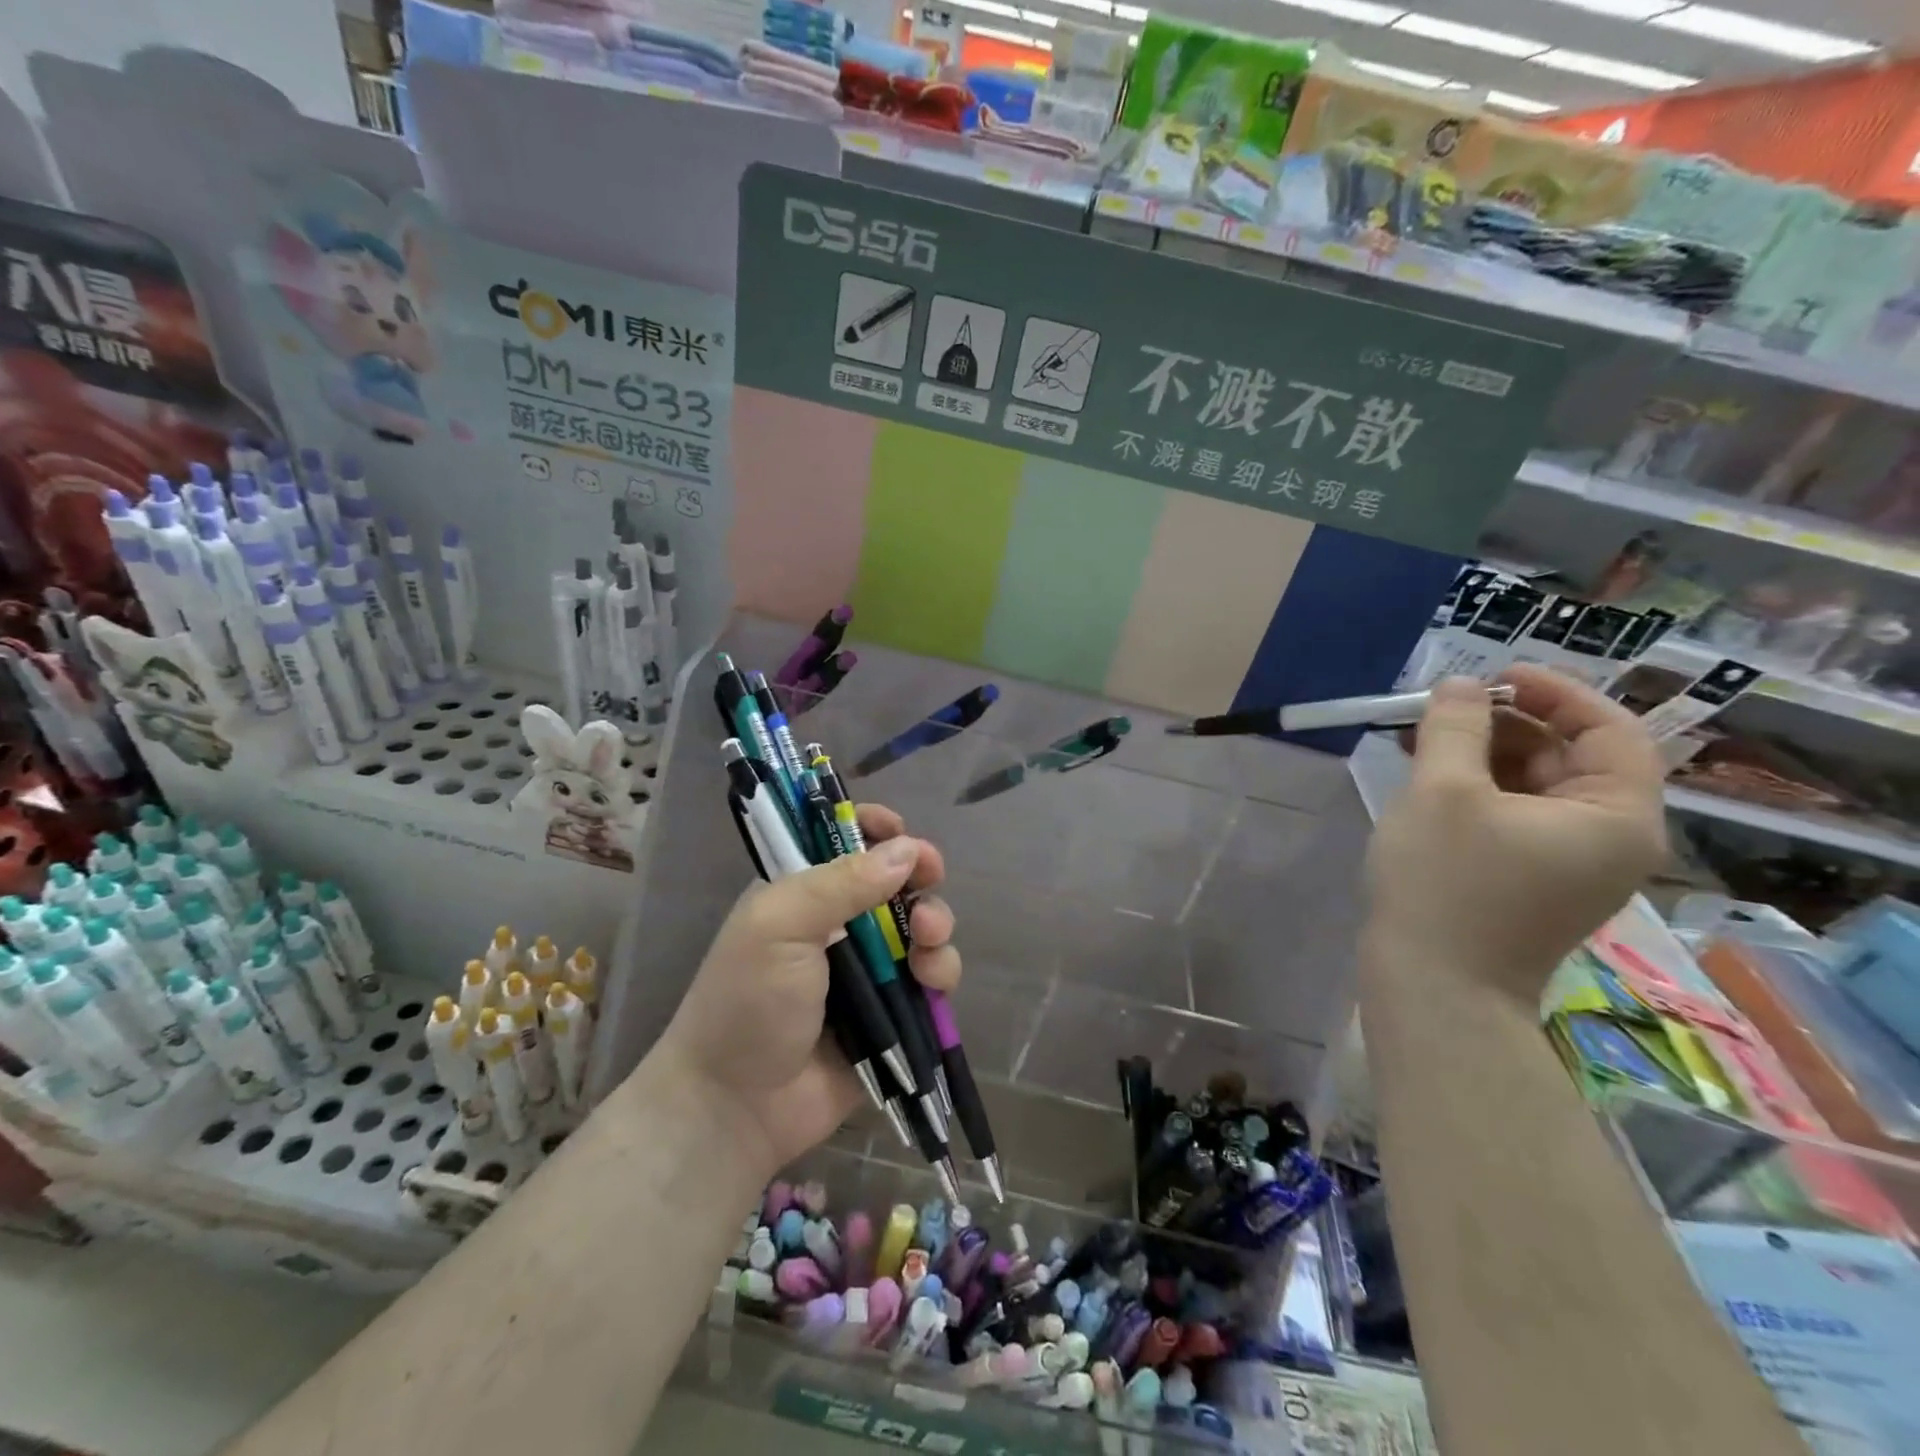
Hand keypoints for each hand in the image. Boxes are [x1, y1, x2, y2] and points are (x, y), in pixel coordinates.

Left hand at [657, 804, 959, 1176]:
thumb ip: (842, 882)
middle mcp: (840, 924)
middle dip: (919, 874)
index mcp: (803, 892)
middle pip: (896, 880)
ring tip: (927, 938)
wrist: (737, 1107)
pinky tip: (931, 980)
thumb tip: (907, 848)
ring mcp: (870, 970)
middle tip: (930, 877)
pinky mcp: (894, 1012)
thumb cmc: (747, 1002)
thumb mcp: (780, 925)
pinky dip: (940, 971)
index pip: (844, 842)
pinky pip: (931, 978)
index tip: (899, 829)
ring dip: (935, 922)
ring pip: (922, 927)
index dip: (875, 829)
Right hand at [1366, 666, 1667, 994]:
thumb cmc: (1444, 883)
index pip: (1608, 730)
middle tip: (1442, 706)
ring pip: (1533, 785)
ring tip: (1420, 736)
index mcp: (1615, 816)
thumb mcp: (1443, 791)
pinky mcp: (1529, 878)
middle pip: (1568, 756)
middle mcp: (1608, 838)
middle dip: (1504, 723)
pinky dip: (1475, 787)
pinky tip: (1425, 774)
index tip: (1492, 675)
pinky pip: (1513, 814)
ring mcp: (1568, 863)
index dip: (1553, 692)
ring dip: (1481, 753)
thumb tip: (1462, 685)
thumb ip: (1456, 727)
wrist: (1432, 986)